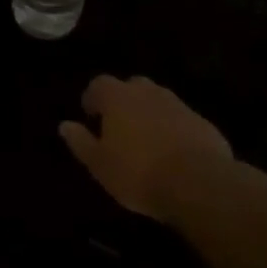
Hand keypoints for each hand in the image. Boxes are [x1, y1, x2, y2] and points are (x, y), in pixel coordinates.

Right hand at [59, 75, 232, 222]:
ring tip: (146, 142)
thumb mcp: (99, 164)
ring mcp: (178, 104)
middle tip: (119, 128)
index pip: (99, 84)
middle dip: (123, 102)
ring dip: (149, 114)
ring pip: (157, 101)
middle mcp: (147, 92)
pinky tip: (172, 153)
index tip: (91, 117)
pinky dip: (172, 129)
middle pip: (131, 87)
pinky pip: (180, 119)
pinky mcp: (201, 122)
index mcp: (117, 97)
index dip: (93, 98)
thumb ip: (81, 142)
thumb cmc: (138, 172)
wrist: (198, 183)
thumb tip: (65, 125)